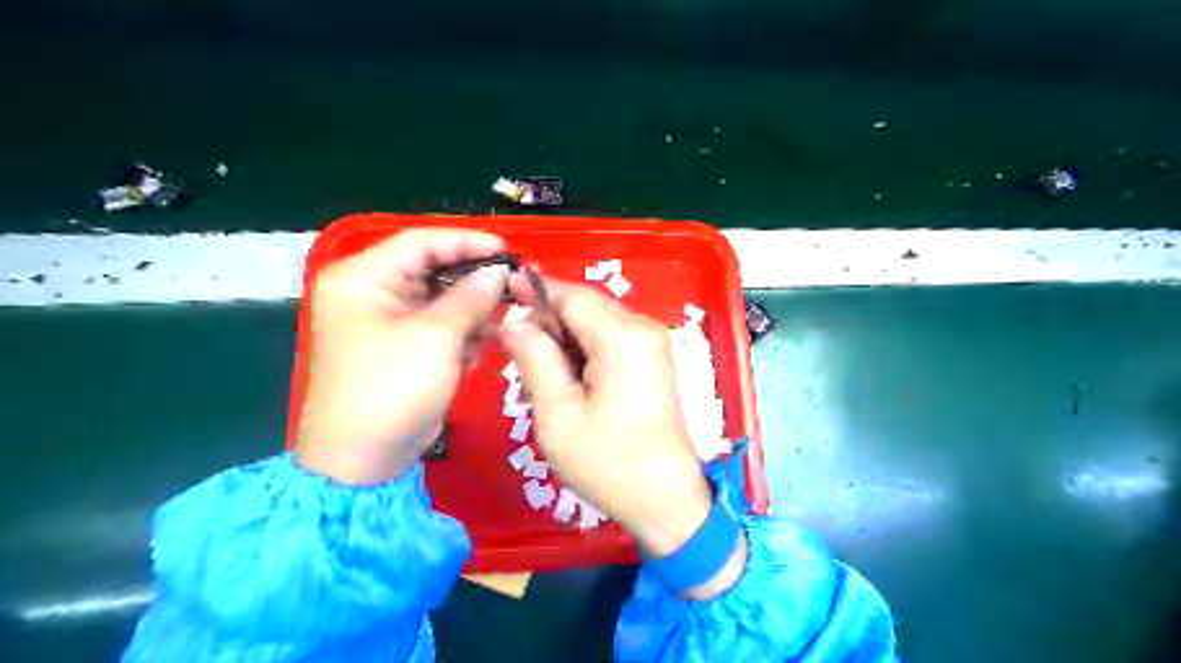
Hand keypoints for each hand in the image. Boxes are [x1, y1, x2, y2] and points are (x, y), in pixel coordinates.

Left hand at [295, 231, 507, 483]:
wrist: (363, 459)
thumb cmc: (392, 387)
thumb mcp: (436, 336)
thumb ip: (471, 297)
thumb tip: (499, 272)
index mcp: (362, 278)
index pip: (420, 242)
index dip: (467, 242)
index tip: (508, 250)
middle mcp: (369, 293)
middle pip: (431, 271)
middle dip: (472, 284)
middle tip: (511, 289)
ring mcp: (384, 323)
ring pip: (439, 301)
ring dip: (469, 314)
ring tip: (493, 330)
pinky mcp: (400, 348)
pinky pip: (437, 327)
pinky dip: (459, 336)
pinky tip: (474, 353)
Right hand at [497, 283, 709, 555]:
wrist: (665, 500)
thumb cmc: (608, 461)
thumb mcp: (558, 412)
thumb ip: (534, 357)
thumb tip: (513, 320)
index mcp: (622, 335)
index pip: (570, 295)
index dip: (533, 293)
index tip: (498, 301)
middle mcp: (642, 329)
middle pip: (584, 307)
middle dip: (546, 323)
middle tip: (512, 354)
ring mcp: (650, 345)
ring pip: (593, 326)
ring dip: (560, 343)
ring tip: (532, 379)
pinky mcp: (650, 363)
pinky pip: (607, 344)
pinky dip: (579, 356)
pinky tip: (559, 385)